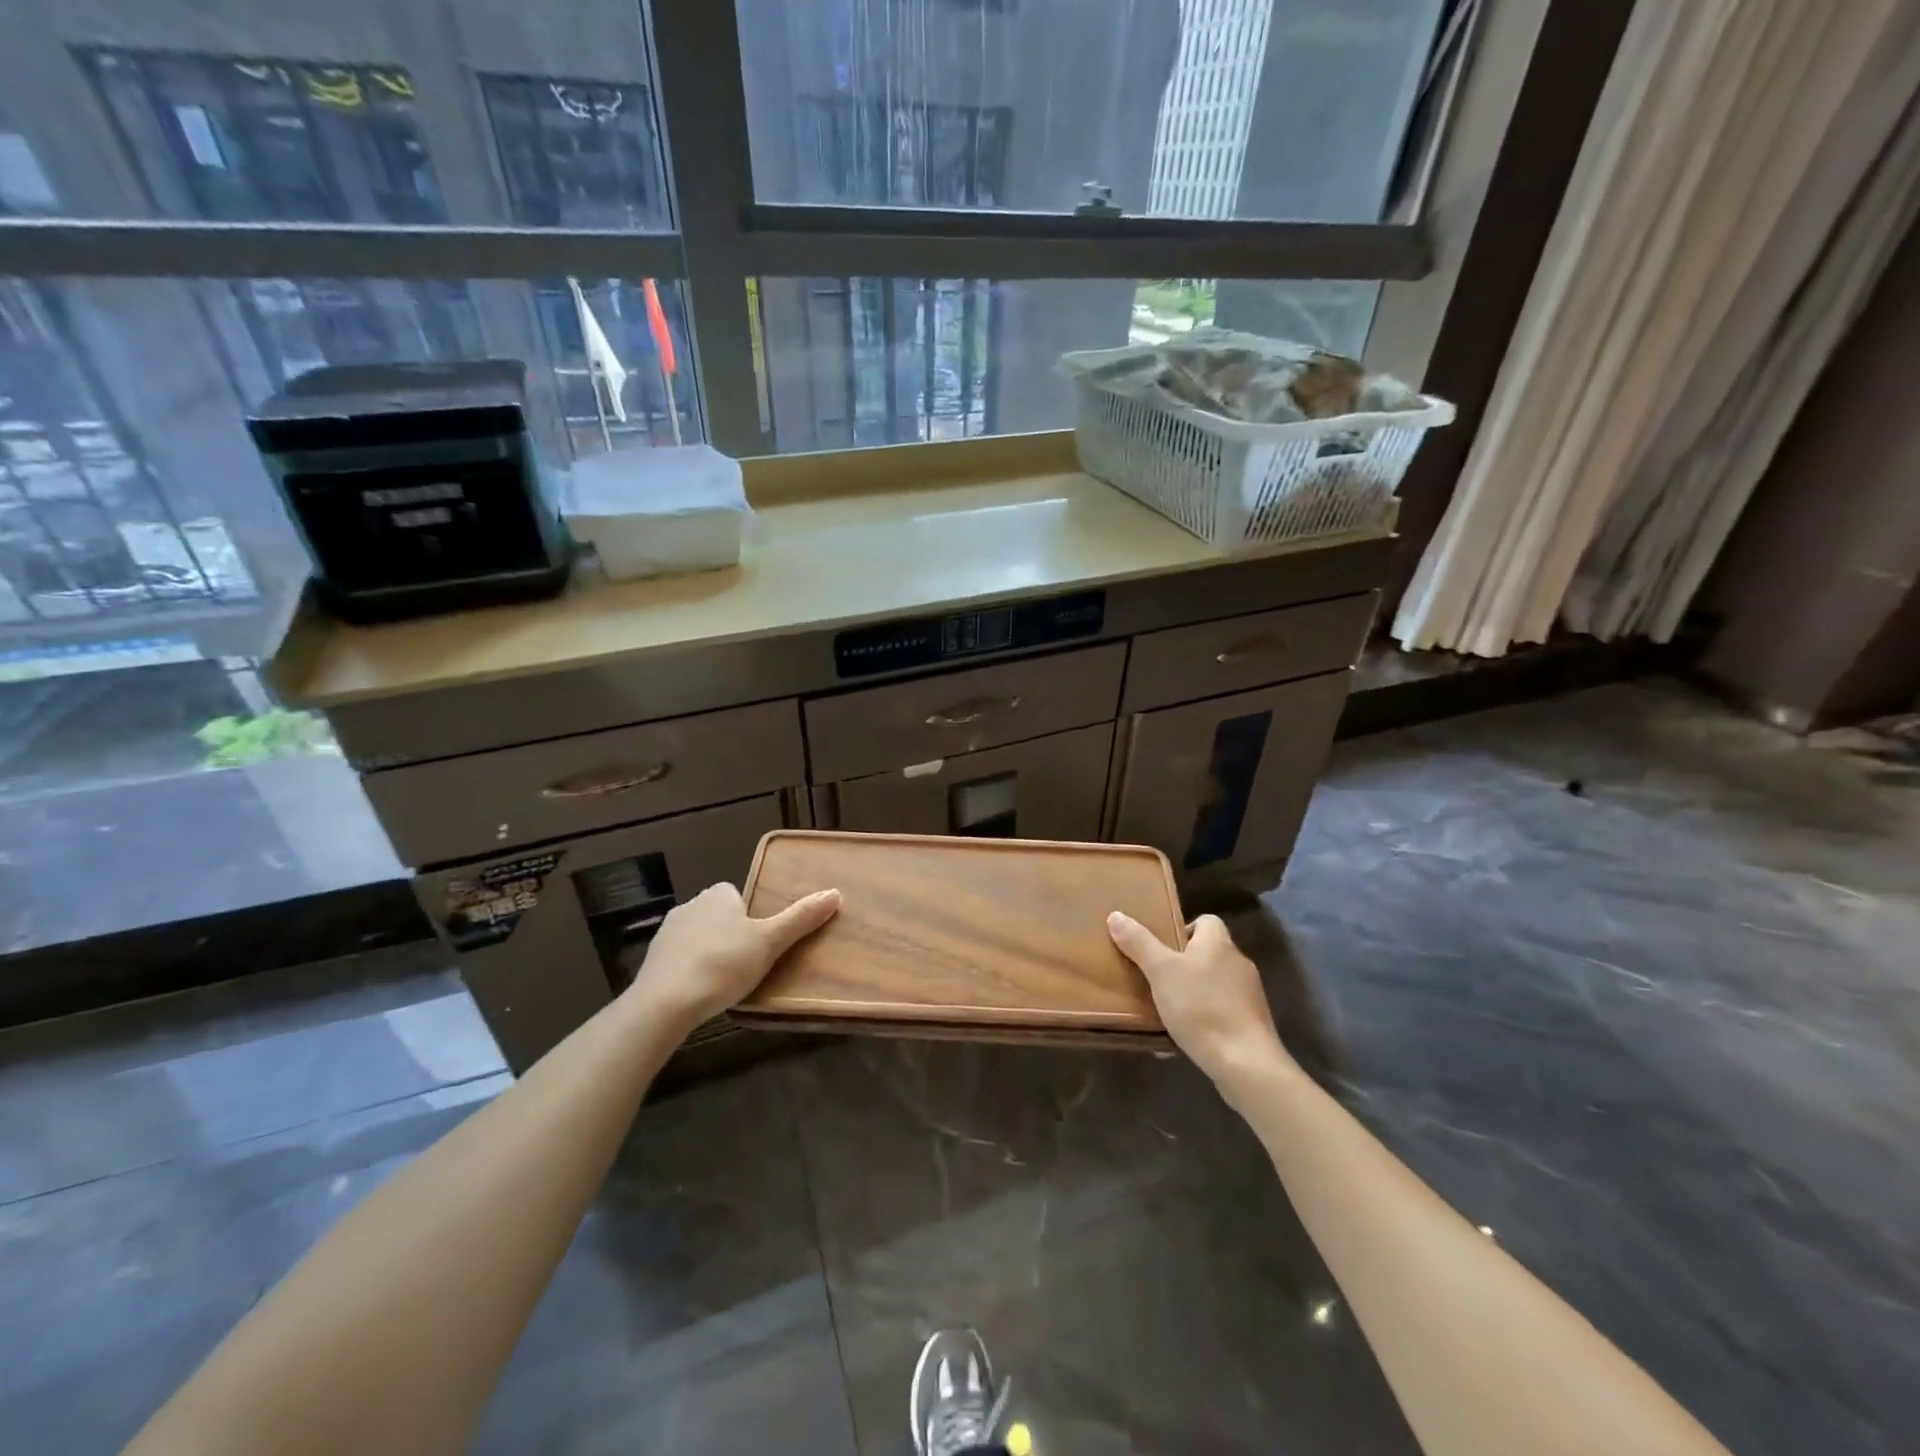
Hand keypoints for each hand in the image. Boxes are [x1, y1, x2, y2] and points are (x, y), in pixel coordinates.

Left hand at [630, 882, 840, 1031]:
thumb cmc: (724, 964)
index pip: (737, 895)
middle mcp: (690, 905)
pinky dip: (690, 971)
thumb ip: (800, 919)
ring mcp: (666, 933)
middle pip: (718, 915)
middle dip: (730, 934)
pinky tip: (700, 993)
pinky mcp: (652, 961)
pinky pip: (679, 960)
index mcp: (718, 895)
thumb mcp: (770, 942)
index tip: (761, 941)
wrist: (665, 1003)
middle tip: (748, 963)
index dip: (751, 916)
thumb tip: (835, 893)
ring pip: (698, 937)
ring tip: (725, 982)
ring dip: (710, 952)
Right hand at [1107, 911, 1290, 1088]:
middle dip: (1183, 963)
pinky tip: (1185, 1035)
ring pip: (1214, 983)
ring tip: (1167, 1009)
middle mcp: (1238, 963)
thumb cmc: (1201, 1008)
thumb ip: (1139, 943)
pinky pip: (1222, 1011)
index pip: (1206, 920)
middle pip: (1208, 952)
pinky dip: (1204, 1018)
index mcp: (1218, 943)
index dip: (1183, 928)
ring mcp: (1249, 995)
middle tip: (1156, 978)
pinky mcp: (1252, 1024)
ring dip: (1192, 992)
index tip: (1161, 947)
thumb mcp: (1161, 972)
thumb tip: (1116, 915)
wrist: (1245, 1063)